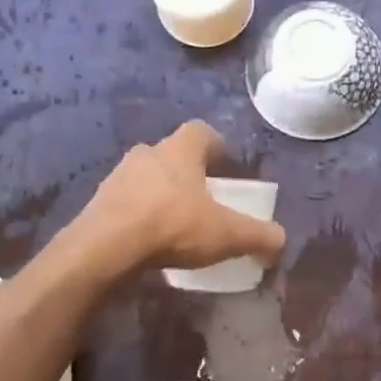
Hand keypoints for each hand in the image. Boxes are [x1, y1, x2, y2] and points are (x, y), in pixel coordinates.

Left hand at [72, 121, 286, 273]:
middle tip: (204, 198)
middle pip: (173, 155)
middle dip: (189, 173)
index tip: (226, 166)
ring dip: (161, 194)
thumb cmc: (172, 226)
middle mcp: (147, 153)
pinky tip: (149, 240)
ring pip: (147, 178)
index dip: (216, 146)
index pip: (201, 132)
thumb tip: (281, 240)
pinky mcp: (99, 203)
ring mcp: (118, 176)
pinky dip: (140, 215)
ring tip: (175, 223)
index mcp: (180, 150)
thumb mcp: (227, 234)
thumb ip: (258, 235)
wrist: (105, 248)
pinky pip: (127, 203)